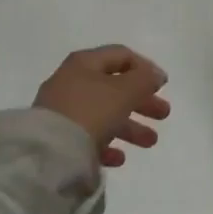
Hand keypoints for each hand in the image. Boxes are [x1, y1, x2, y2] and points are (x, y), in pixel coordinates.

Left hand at [33, 46, 170, 167]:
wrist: (48, 153)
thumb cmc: (91, 111)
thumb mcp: (124, 91)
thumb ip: (144, 79)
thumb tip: (155, 74)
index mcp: (85, 63)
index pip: (121, 56)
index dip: (145, 67)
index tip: (163, 85)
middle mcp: (72, 82)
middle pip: (114, 87)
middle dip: (142, 100)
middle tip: (163, 114)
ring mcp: (63, 111)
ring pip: (104, 113)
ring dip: (130, 126)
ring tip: (150, 142)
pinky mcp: (58, 137)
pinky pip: (88, 137)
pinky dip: (107, 143)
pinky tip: (119, 158)